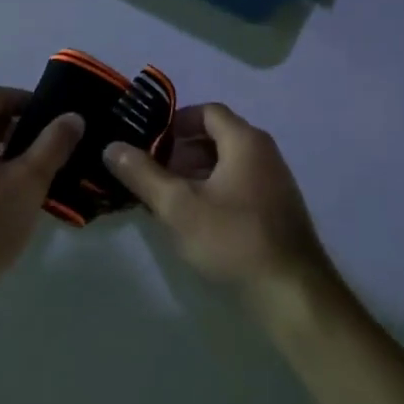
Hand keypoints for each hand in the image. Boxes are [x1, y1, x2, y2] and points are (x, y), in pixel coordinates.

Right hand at [103, 103, 330, 304]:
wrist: (291, 292)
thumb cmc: (233, 239)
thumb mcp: (178, 206)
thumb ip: (143, 174)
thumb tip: (111, 146)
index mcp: (245, 141)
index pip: (206, 111)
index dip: (175, 122)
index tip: (149, 143)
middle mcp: (264, 152)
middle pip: (217, 136)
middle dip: (181, 150)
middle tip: (152, 172)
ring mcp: (274, 181)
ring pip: (227, 163)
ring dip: (196, 173)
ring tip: (168, 198)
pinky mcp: (277, 208)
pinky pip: (239, 184)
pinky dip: (214, 190)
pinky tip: (196, 219)